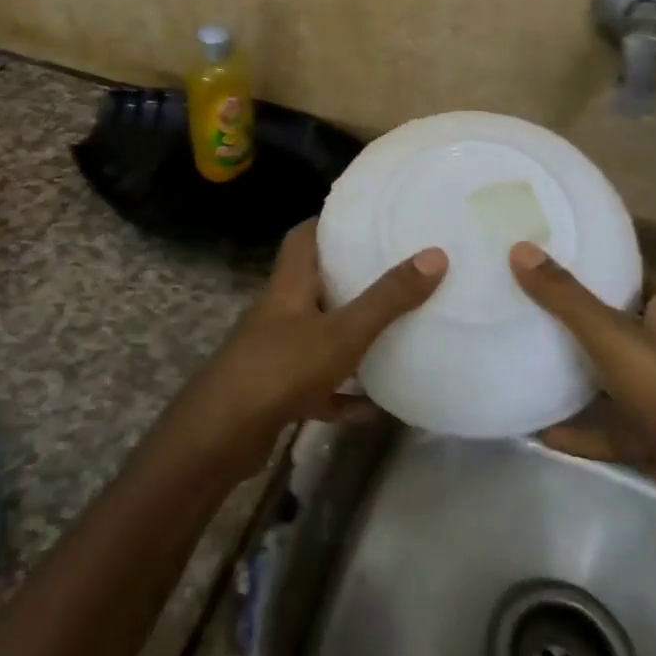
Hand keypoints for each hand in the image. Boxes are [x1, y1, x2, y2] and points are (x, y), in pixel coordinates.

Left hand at [165, 220, 446, 479]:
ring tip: (391, 332)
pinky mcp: (277, 393)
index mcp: (288, 286)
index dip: (329, 222)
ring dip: (349, 337)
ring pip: (317, 335)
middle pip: (313, 284)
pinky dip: (343, 393)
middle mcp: (279, 313)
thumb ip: (387, 298)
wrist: (220, 437)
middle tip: (392, 271)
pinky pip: (318, 386)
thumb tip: (435, 255)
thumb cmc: (281, 368)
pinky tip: (374, 407)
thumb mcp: (342, 332)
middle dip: (348, 278)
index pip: (303, 237)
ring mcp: (275, 354)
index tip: (365, 217)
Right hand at [508, 242, 655, 520]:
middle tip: (525, 303)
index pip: (630, 276)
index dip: (594, 266)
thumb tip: (520, 249)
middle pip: (616, 325)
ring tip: (527, 359)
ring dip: (577, 375)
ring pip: (613, 377)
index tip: (547, 257)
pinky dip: (580, 429)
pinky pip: (610, 427)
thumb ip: (566, 298)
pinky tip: (541, 431)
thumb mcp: (614, 337)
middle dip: (576, 318)